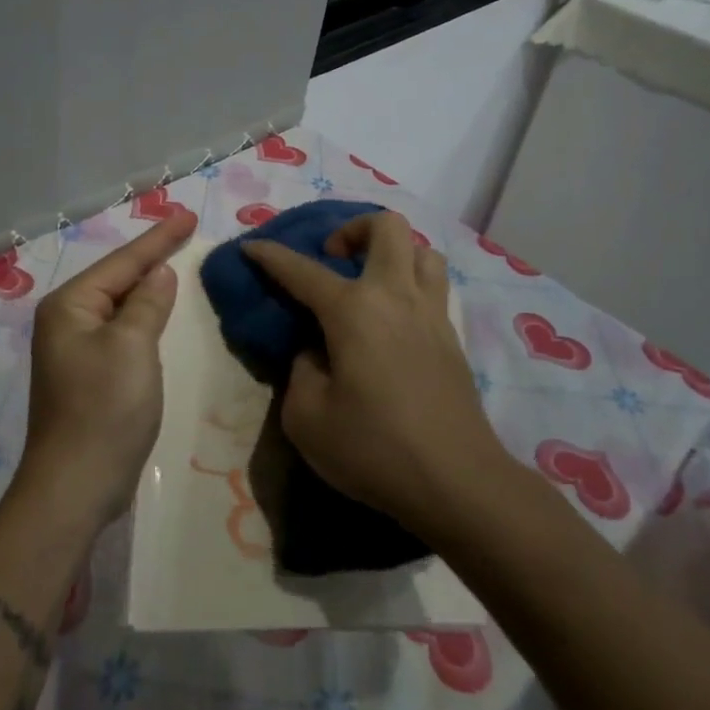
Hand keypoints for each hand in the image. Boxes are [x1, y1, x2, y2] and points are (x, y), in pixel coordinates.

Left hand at [19, 209, 196, 525]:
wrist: (75, 487)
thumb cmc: (104, 409)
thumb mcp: (132, 347)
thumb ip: (147, 303)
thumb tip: (158, 273)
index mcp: (70, 305)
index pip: (122, 262)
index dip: (158, 238)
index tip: (187, 215)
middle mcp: (66, 320)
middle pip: (117, 278)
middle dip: (151, 256)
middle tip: (184, 230)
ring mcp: (75, 349)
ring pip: (119, 305)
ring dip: (147, 285)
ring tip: (175, 259)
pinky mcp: (89, 374)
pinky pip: (121, 330)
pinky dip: (143, 316)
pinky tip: (159, 310)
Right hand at [243, 209, 499, 532]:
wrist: (458, 483)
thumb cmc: (375, 449)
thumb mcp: (307, 418)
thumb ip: (301, 370)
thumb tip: (315, 351)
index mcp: (354, 311)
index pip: (301, 269)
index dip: (270, 255)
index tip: (250, 246)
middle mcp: (396, 296)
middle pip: (385, 226)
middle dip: (352, 229)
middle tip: (333, 260)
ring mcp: (431, 314)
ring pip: (421, 250)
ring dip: (391, 253)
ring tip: (369, 282)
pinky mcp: (452, 338)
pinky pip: (433, 286)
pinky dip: (410, 284)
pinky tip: (393, 319)